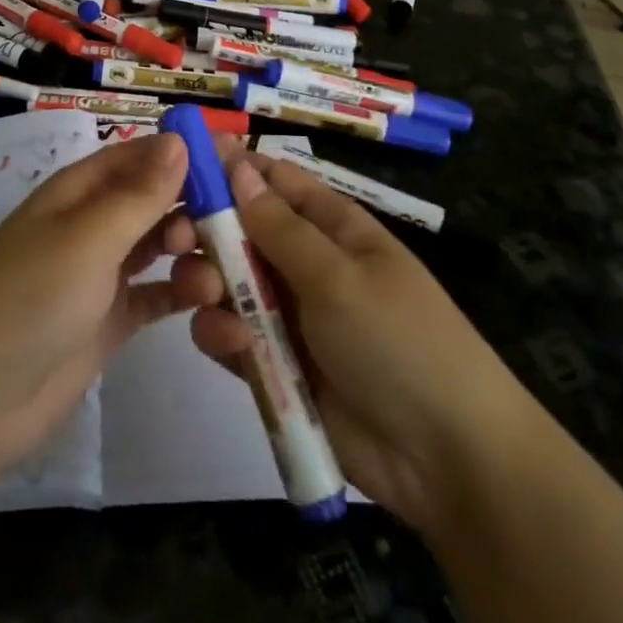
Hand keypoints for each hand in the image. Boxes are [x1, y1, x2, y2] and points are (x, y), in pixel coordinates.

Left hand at [0, 133, 214, 482]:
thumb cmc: (30, 296)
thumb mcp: (88, 237)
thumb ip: (139, 194)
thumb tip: (180, 139)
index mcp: (81, 191)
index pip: (141, 156)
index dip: (185, 153)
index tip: (236, 158)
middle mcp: (93, 225)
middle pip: (156, 201)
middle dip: (197, 206)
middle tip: (239, 227)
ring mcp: (102, 275)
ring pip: (161, 248)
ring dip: (193, 255)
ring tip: (215, 280)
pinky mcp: (110, 322)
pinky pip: (156, 297)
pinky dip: (183, 297)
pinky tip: (216, 306)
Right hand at [184, 141, 535, 535]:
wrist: (446, 460)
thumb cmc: (398, 340)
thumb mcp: (338, 275)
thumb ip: (278, 226)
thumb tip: (236, 165)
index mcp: (331, 227)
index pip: (273, 180)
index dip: (229, 167)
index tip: (178, 162)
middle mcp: (304, 262)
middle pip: (239, 229)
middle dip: (205, 230)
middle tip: (176, 239)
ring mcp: (288, 314)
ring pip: (226, 281)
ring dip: (207, 282)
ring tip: (207, 296)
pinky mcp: (274, 364)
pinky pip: (231, 334)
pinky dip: (222, 334)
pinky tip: (232, 345)